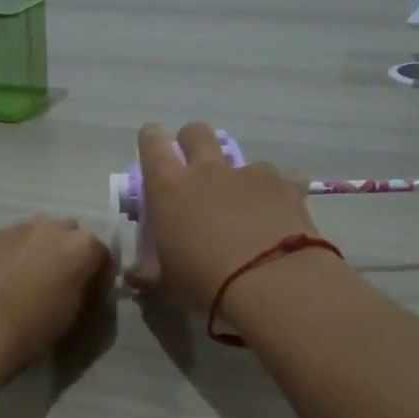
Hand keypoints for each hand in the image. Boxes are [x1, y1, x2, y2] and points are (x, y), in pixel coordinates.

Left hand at [0, 214, 112, 377]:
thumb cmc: (30, 328)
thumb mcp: (71, 315)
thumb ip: (82, 289)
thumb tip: (79, 282)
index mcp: (81, 246)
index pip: (101, 255)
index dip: (98, 276)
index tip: (90, 295)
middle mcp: (51, 227)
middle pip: (68, 236)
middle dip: (66, 256)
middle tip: (56, 285)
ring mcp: (15, 228)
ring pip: (35, 235)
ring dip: (36, 253)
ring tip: (22, 283)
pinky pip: (6, 243)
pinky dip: (7, 257)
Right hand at [127, 121, 323, 309]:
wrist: (271, 282)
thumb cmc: (204, 282)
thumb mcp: (165, 286)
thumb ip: (145, 275)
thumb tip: (132, 275)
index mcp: (169, 188)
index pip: (152, 142)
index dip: (151, 138)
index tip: (152, 148)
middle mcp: (208, 170)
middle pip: (196, 132)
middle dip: (191, 142)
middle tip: (193, 171)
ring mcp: (250, 174)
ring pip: (240, 159)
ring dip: (237, 177)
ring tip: (244, 208)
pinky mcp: (286, 186)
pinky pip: (283, 179)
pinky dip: (278, 193)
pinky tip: (280, 216)